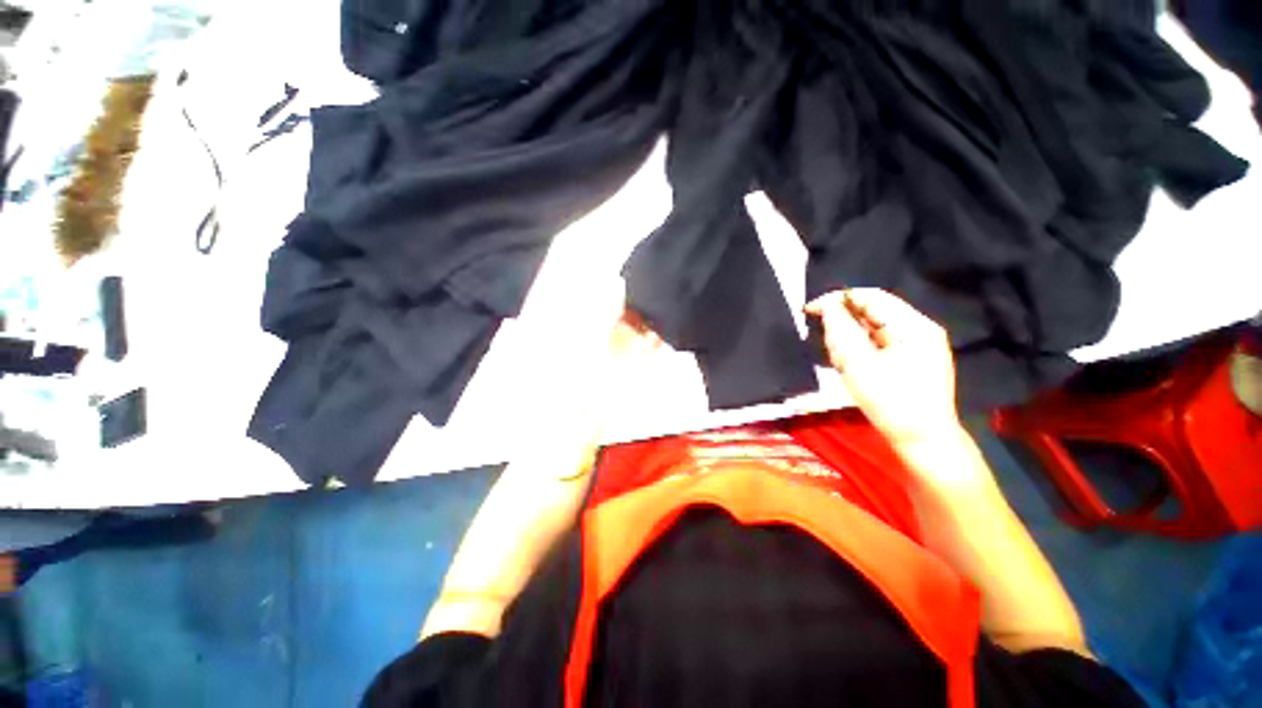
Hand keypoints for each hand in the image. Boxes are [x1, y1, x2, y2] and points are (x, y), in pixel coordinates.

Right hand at [805, 288, 960, 447]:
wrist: (922, 442)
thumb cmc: (891, 402)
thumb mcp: (860, 364)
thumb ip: (842, 331)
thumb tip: (828, 307)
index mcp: (913, 325)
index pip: (871, 297)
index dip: (838, 299)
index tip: (810, 310)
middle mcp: (917, 330)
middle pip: (871, 313)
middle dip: (843, 326)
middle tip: (827, 346)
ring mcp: (915, 346)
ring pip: (871, 330)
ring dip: (849, 341)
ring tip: (840, 363)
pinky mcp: (908, 361)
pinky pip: (876, 345)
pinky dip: (858, 352)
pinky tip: (851, 368)